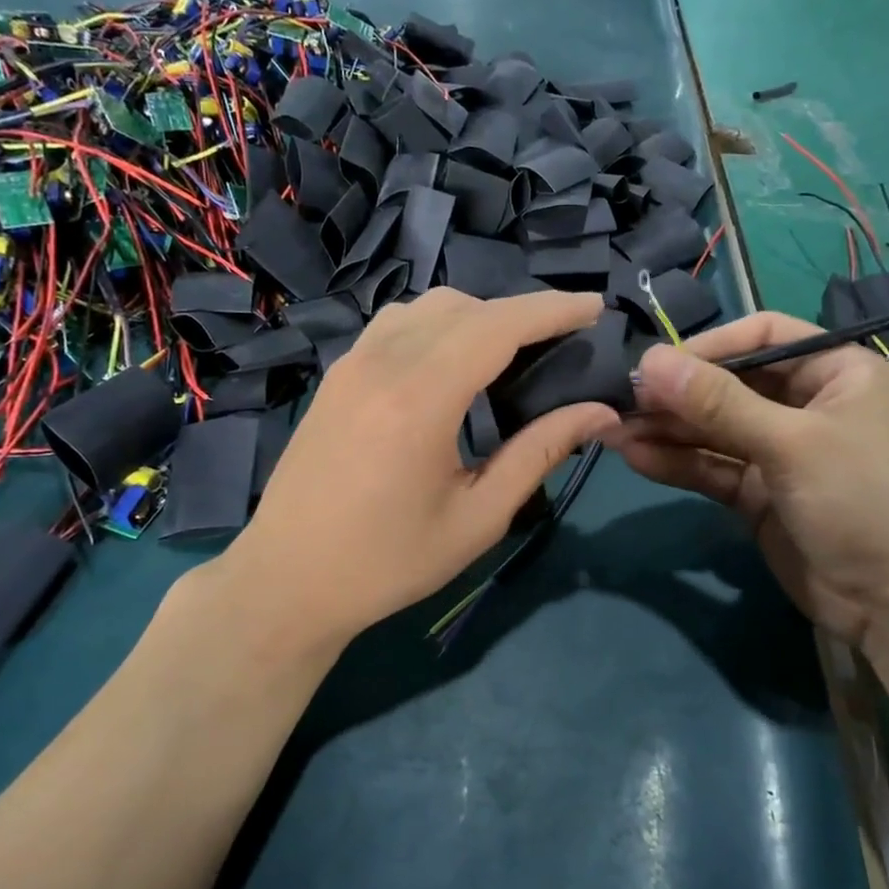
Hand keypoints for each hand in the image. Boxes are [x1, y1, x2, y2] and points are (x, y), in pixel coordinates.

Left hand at [233, 288, 620, 644]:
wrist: (288, 581)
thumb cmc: (388, 562)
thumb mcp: (477, 517)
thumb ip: (539, 453)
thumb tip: (600, 413)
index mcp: (420, 398)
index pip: (498, 326)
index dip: (552, 309)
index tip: (596, 308)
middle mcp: (381, 363)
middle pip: (465, 307)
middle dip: (521, 313)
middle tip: (562, 343)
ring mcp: (352, 364)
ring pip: (426, 308)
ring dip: (477, 316)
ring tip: (511, 353)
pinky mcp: (336, 376)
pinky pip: (395, 325)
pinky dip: (437, 326)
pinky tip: (451, 364)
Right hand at [606, 314, 888, 642]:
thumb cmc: (862, 501)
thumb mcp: (792, 443)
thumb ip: (718, 404)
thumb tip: (650, 361)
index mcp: (836, 372)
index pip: (763, 337)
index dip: (709, 346)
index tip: (657, 363)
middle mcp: (806, 405)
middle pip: (730, 385)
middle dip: (678, 394)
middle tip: (622, 399)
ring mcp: (781, 452)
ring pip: (714, 430)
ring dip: (668, 429)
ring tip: (613, 427)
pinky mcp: (759, 494)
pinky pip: (712, 468)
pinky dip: (677, 463)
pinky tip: (634, 456)